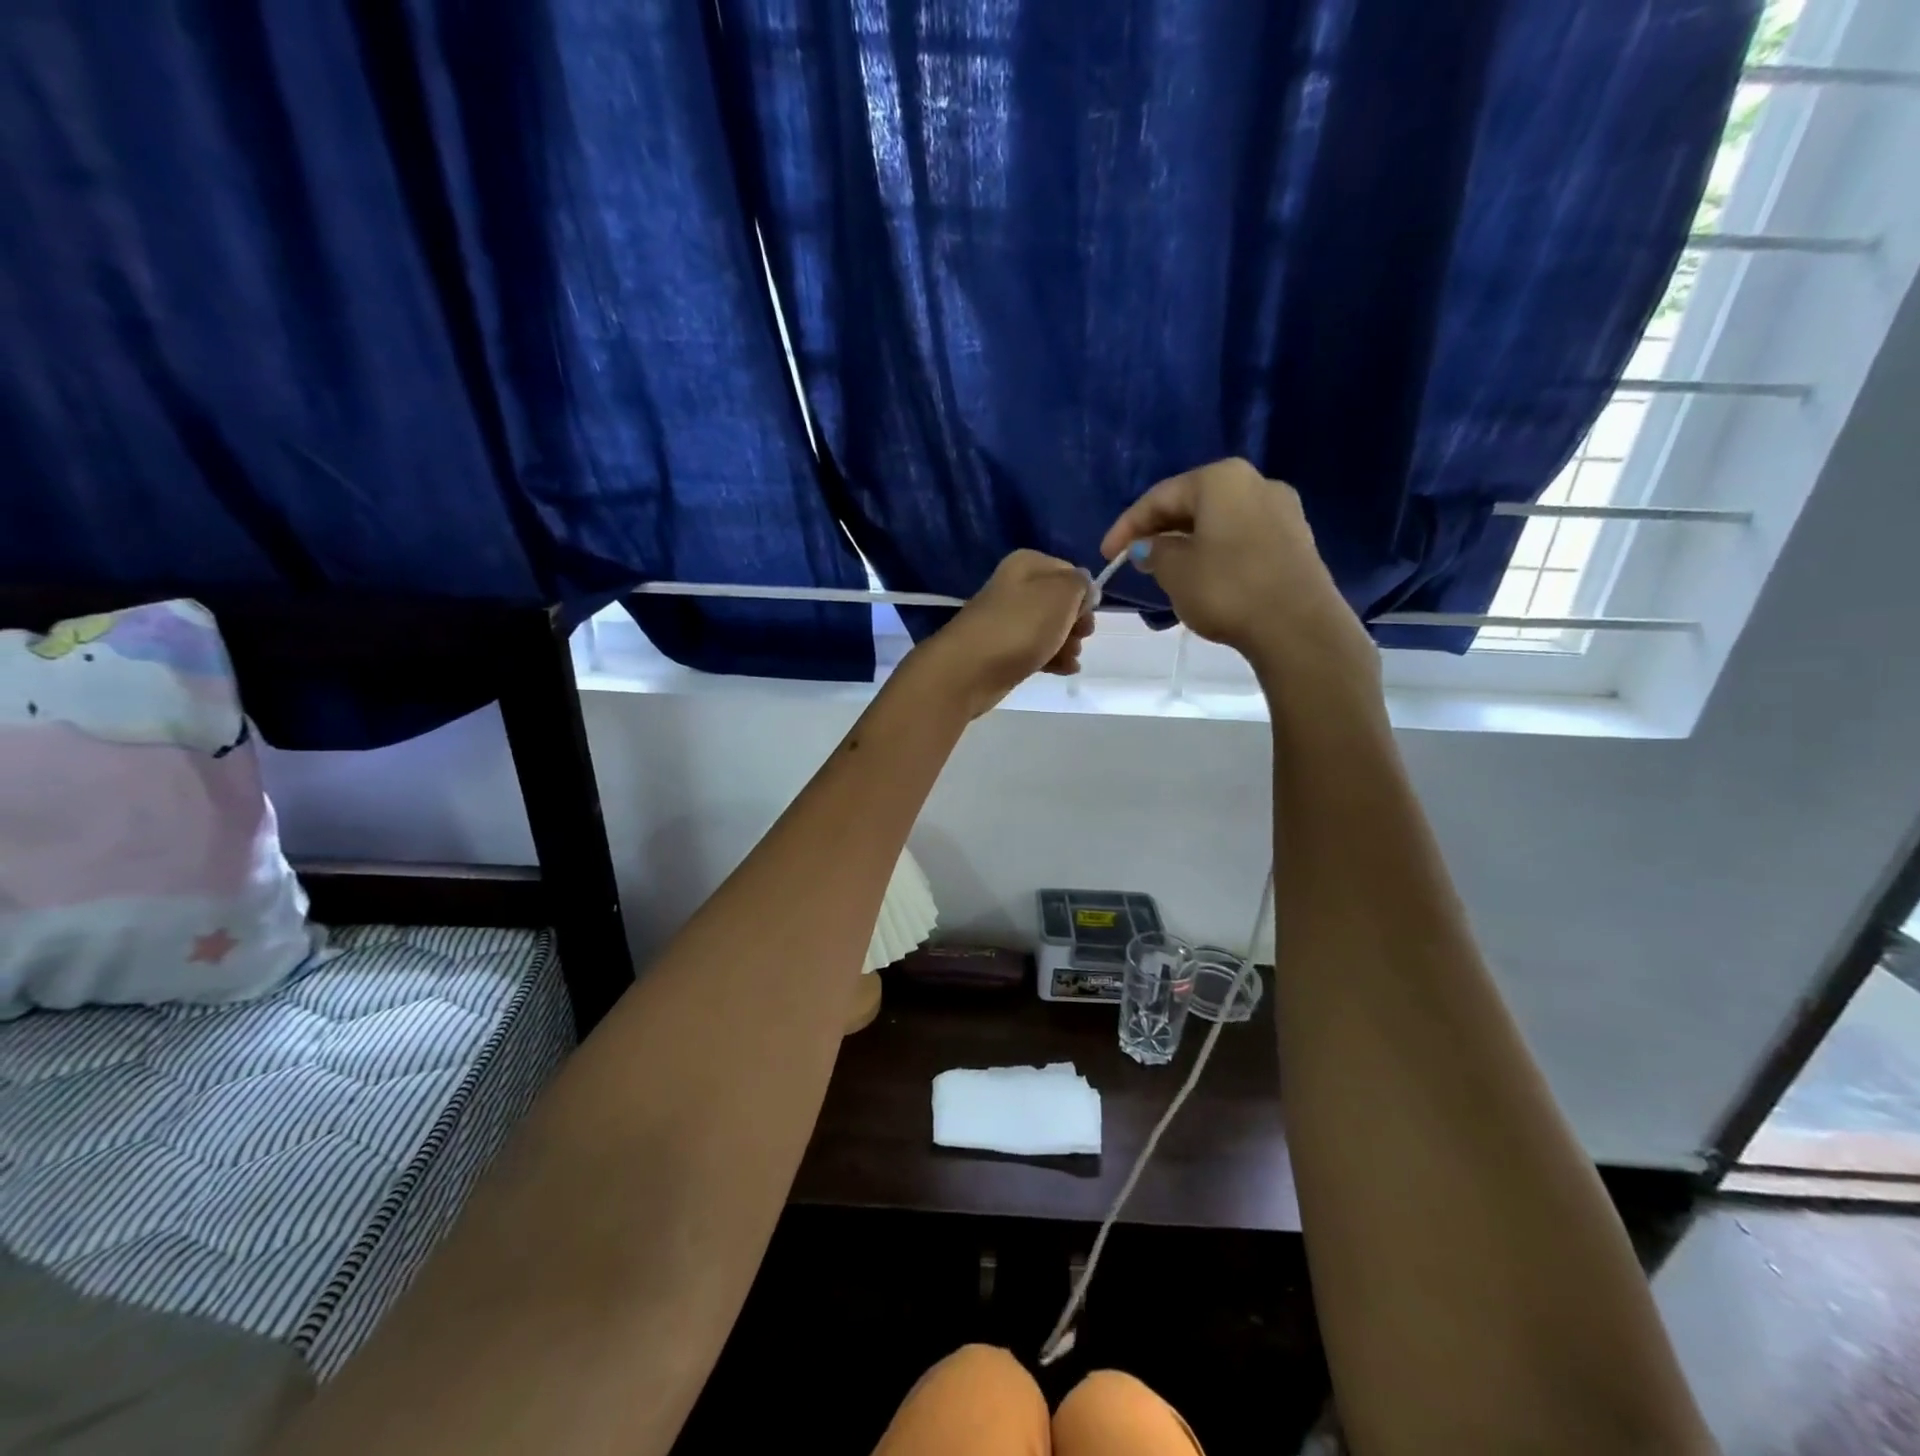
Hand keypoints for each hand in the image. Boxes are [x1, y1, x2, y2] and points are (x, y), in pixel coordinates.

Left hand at [914, 550, 1094, 717]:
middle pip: (1061, 603)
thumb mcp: (1061, 594)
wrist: (969, 669)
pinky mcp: (1003, 649)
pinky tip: (1064, 670)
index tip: (1088, 615)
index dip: (1084, 594)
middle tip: (1080, 637)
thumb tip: (1084, 587)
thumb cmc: (1020, 626)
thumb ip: (1080, 584)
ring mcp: (1008, 620)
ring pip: (1050, 629)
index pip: (1070, 572)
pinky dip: (1052, 659)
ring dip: (1067, 643)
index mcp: (1027, 564)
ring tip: (1070, 659)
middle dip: (1076, 622)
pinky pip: (1036, 650)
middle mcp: (1016, 587)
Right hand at [1099, 458, 1376, 684]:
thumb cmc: (1227, 589)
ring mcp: (1282, 510)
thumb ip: (1155, 551)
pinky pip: (1242, 537)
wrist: (1297, 626)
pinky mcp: (1296, 540)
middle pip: (1193, 503)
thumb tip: (1150, 547)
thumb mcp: (1175, 571)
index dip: (1127, 526)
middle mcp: (1255, 483)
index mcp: (1221, 479)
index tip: (1107, 555)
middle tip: (1135, 559)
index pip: (1160, 496)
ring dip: (1188, 541)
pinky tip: (1203, 574)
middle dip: (1160, 530)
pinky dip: (1215, 550)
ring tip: (1166, 568)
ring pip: (1219, 520)